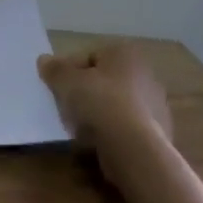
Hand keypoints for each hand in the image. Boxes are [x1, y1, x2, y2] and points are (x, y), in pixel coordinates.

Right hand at [37, 42, 173, 183]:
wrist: (134, 148)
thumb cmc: (99, 102)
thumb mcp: (66, 81)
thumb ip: (54, 69)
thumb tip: (44, 60)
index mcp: (126, 54)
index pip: (89, 56)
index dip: (69, 70)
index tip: (55, 87)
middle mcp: (146, 74)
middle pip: (104, 81)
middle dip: (85, 92)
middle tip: (66, 106)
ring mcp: (155, 105)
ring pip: (115, 105)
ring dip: (98, 113)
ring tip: (79, 128)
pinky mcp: (158, 133)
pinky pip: (125, 127)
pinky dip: (112, 131)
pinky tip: (98, 142)